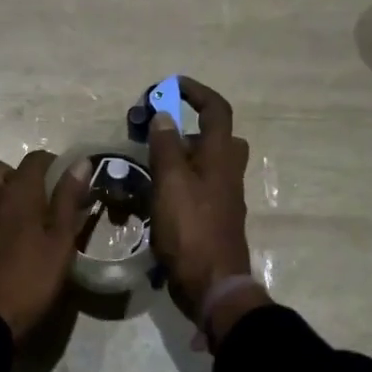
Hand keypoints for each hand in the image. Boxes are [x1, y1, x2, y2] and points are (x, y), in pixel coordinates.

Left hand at [0, 151, 90, 340]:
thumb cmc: (30, 279)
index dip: (53, 163)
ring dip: (6, 197)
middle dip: (16, 173)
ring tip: (31, 224)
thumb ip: (68, 200)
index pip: (34, 159)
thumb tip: (79, 163)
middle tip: (39, 196)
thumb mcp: (61, 242)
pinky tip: (14, 246)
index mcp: (17, 194)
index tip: (70, 181)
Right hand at [147, 78, 261, 334]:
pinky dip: (174, 184)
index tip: (169, 87)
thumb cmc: (191, 229)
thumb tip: (164, 117)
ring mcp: (221, 197)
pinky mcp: (211, 217)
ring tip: (144, 166)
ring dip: (176, 157)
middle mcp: (226, 172)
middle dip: (184, 129)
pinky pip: (194, 188)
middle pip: (212, 137)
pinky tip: (148, 198)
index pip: (217, 110)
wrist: (212, 284)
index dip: (196, 92)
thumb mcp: (171, 183)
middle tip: (155, 134)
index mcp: (221, 157)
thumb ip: (166, 147)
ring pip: (201, 164)